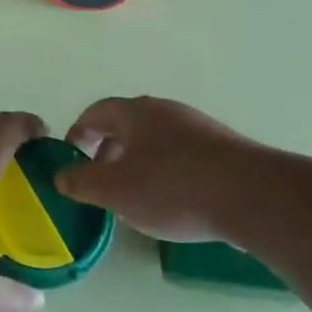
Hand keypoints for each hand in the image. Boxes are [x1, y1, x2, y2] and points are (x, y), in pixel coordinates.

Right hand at [57, 96, 251, 242]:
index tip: (70, 155)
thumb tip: (61, 175)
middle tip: (99, 178)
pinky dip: (167, 172)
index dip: (78, 131)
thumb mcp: (113, 190)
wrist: (250, 195)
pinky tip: (172, 200)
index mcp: (136, 112)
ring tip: (134, 194)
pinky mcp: (224, 149)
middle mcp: (167, 111)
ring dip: (138, 161)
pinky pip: (183, 155)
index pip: (97, 112)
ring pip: (157, 140)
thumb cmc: (171, 188)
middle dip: (108, 149)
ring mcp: (199, 128)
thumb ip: (81, 181)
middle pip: (128, 124)